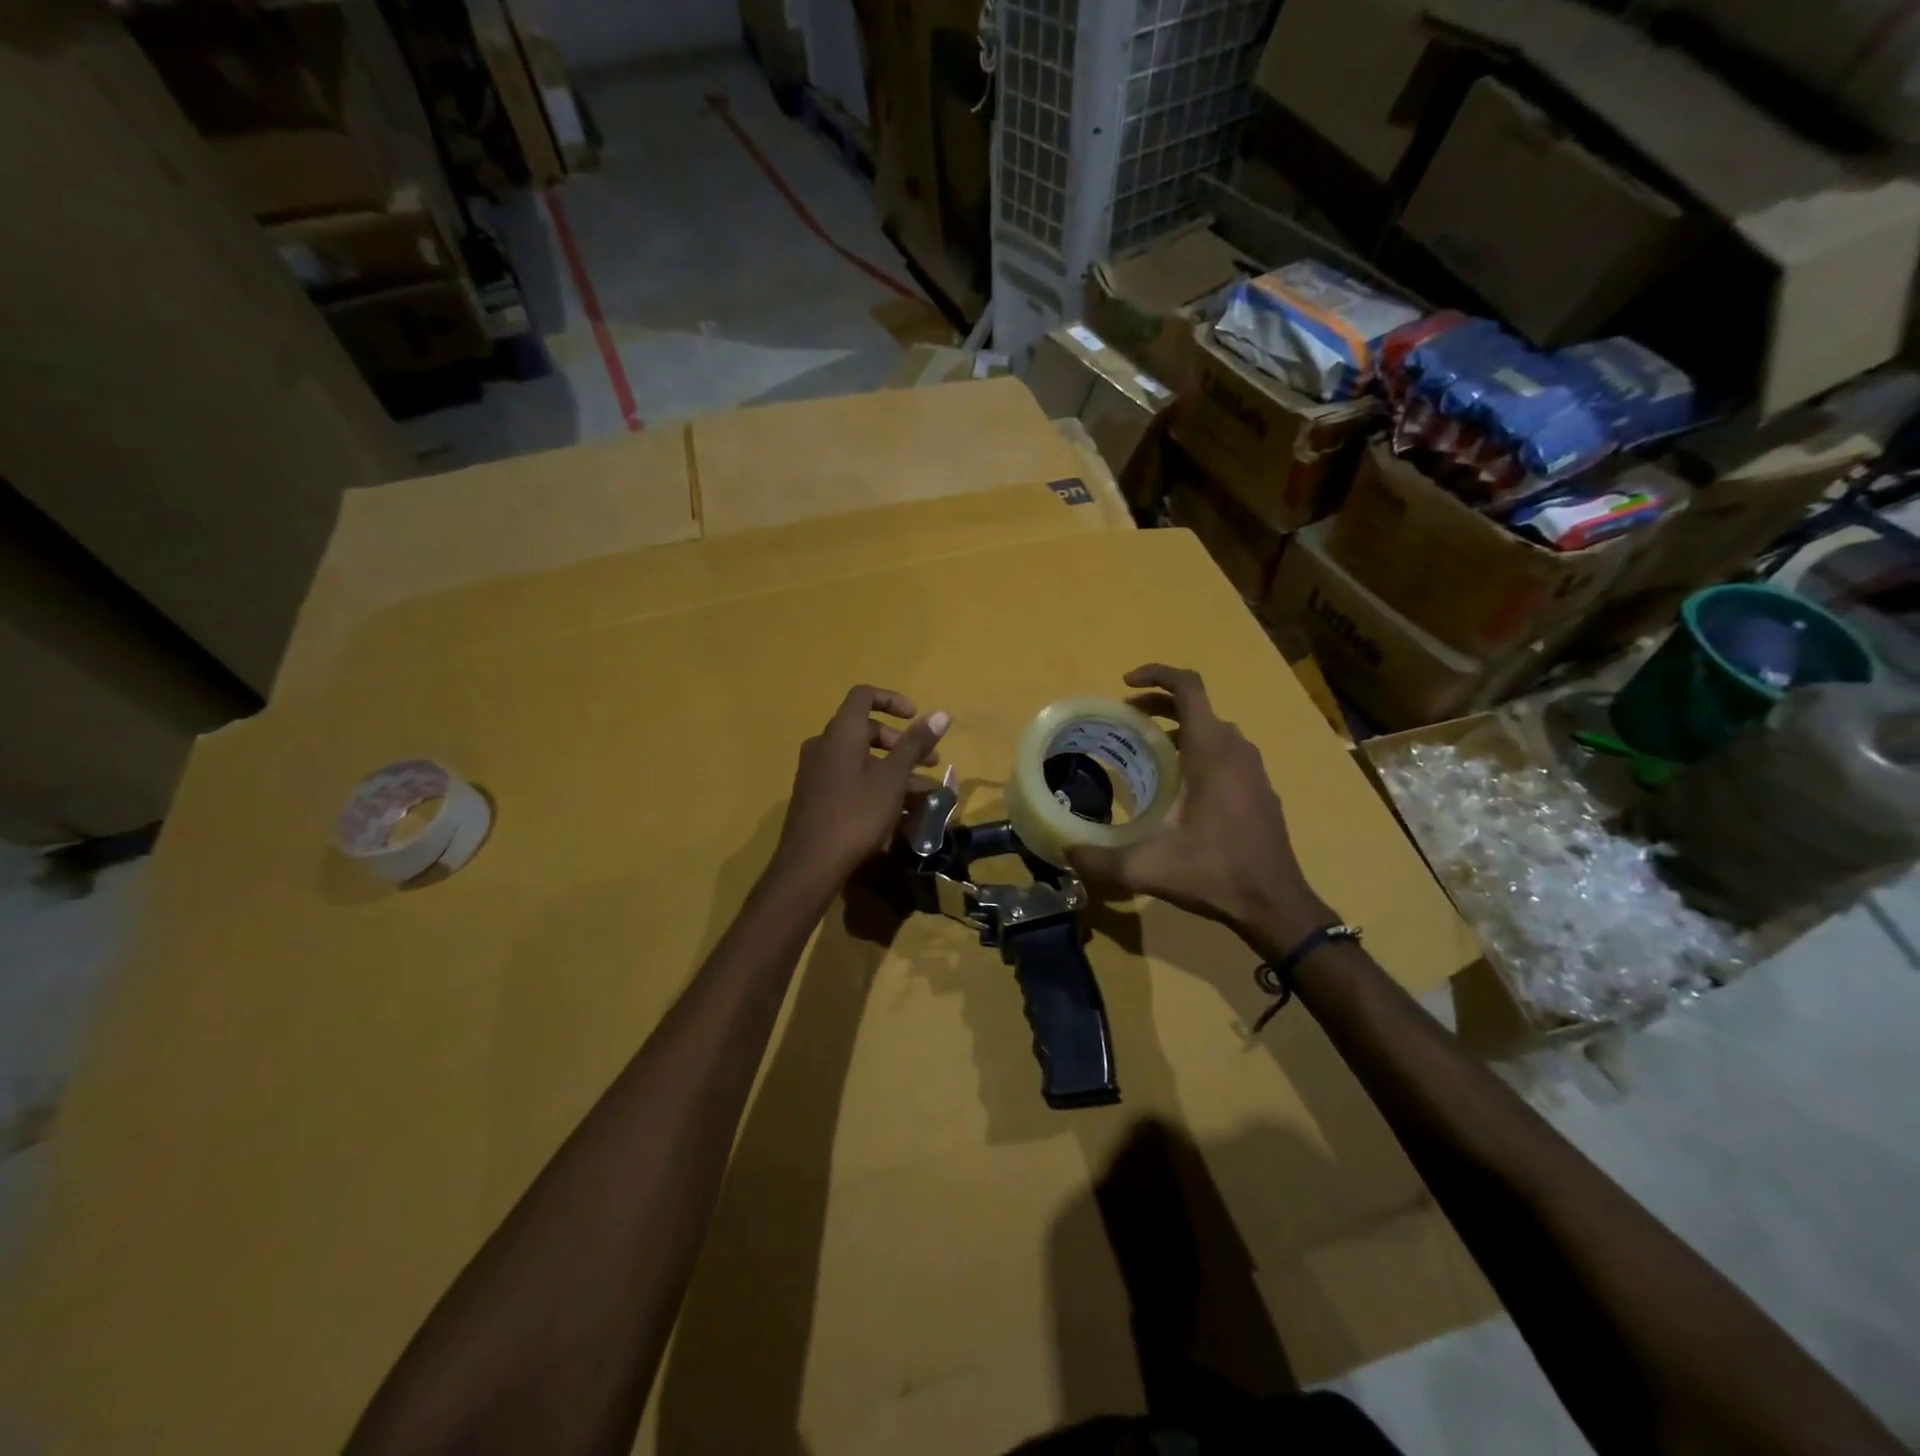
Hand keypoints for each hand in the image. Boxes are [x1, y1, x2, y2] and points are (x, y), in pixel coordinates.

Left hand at [773, 686, 950, 892]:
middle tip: (928, 763)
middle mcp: (824, 745)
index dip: (892, 700)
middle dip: (901, 743)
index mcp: (841, 733)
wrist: (810, 864)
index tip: (916, 718)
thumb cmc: (856, 814)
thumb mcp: (893, 779)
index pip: (864, 696)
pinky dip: (875, 784)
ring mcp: (816, 771)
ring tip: (923, 793)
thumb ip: (916, 744)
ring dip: (893, 769)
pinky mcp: (815, 795)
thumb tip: (942, 714)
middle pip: (865, 730)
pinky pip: (850, 778)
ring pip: (861, 758)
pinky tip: (898, 810)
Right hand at [1067, 665, 1331, 959]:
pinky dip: (1198, 751)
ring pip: (1213, 730)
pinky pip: (1225, 753)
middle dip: (1158, 705)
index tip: (1125, 685)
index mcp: (1212, 751)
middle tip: (1125, 721)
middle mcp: (1236, 750)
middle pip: (1197, 707)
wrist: (1275, 904)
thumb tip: (1065, 852)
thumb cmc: (1214, 873)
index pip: (1188, 687)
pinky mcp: (1259, 789)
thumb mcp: (1148, 868)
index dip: (1156, 674)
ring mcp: (1253, 769)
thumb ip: (1100, 860)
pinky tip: (1178, 787)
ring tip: (1146, 752)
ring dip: (1179, 729)